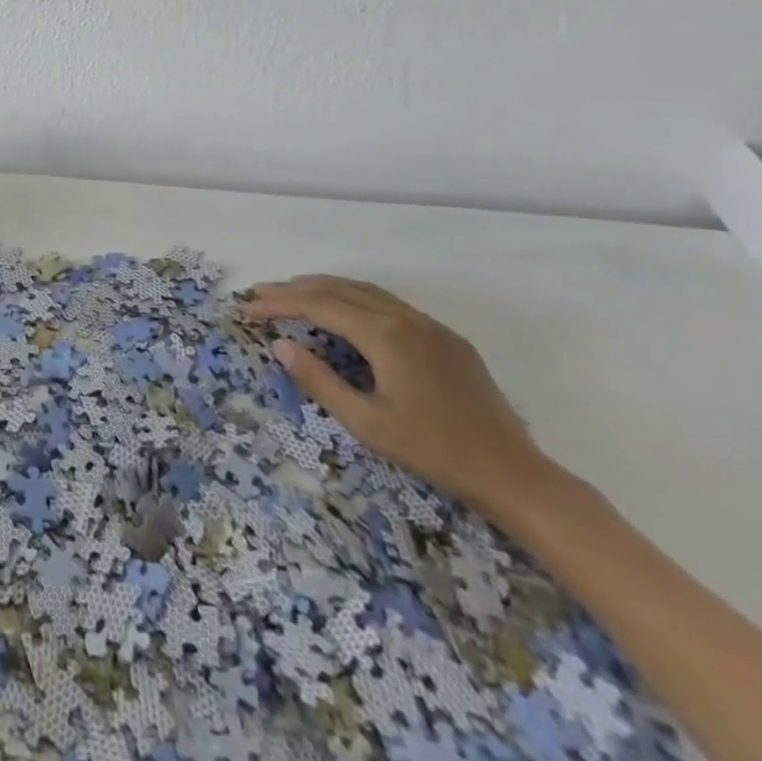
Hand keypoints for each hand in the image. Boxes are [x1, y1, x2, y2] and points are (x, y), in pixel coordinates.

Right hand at [241, 275, 554, 518]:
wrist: (513, 472)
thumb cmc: (433, 451)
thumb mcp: (366, 422)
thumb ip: (320, 381)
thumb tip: (281, 346)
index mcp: (385, 335)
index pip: (319, 305)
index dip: (280, 303)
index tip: (249, 307)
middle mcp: (405, 318)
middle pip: (340, 289)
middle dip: (296, 288)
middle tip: (261, 294)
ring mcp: (429, 325)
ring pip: (366, 291)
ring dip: (325, 288)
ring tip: (293, 293)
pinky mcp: (446, 338)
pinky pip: (389, 303)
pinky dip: (354, 298)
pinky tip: (344, 311)